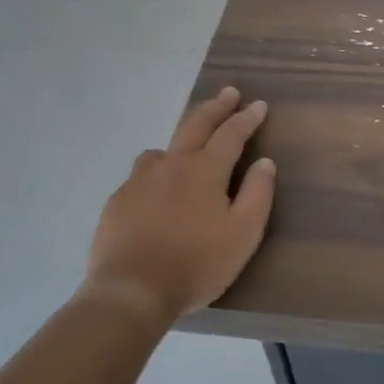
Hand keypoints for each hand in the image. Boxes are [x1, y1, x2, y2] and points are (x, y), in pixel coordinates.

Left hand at [81, 87, 276, 325]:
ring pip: (162, 150)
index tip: (258, 105)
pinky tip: (156, 193)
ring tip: (187, 150)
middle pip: (195, 125)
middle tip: (228, 92)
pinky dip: (156, 174)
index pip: (231, 134)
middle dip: (215, 107)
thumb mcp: (243, 234)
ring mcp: (140, 180)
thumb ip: (257, 194)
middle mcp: (171, 164)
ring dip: (180, 142)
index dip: (247, 118)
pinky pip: (141, 176)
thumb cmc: (196, 263)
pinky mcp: (118, 200)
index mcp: (205, 170)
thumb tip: (265, 162)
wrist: (131, 290)